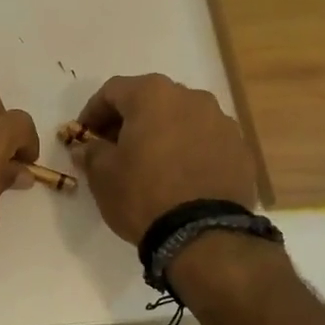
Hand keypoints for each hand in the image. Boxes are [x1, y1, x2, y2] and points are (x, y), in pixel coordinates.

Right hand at [71, 74, 258, 244]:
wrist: (203, 234)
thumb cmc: (143, 194)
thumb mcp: (102, 174)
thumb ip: (92, 152)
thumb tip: (87, 147)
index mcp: (153, 95)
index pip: (113, 91)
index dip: (93, 112)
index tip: (84, 136)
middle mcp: (191, 98)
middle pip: (150, 100)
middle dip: (129, 120)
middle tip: (114, 148)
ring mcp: (221, 122)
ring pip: (181, 119)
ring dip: (161, 133)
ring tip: (150, 163)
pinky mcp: (239, 149)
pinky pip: (205, 141)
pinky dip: (188, 150)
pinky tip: (179, 176)